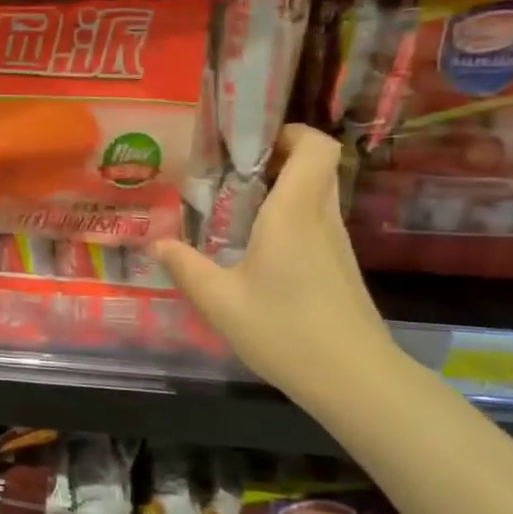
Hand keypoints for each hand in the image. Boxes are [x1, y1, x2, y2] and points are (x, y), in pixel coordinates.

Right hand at [153, 125, 398, 401]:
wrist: (355, 381)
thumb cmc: (285, 332)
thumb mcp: (220, 302)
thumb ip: (185, 267)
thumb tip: (157, 244)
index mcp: (295, 214)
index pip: (315, 147)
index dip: (289, 131)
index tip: (248, 141)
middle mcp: (322, 219)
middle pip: (316, 165)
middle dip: (277, 156)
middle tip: (230, 171)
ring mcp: (337, 245)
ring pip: (317, 193)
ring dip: (282, 187)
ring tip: (234, 206)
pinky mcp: (340, 267)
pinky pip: (316, 221)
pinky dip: (289, 216)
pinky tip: (255, 247)